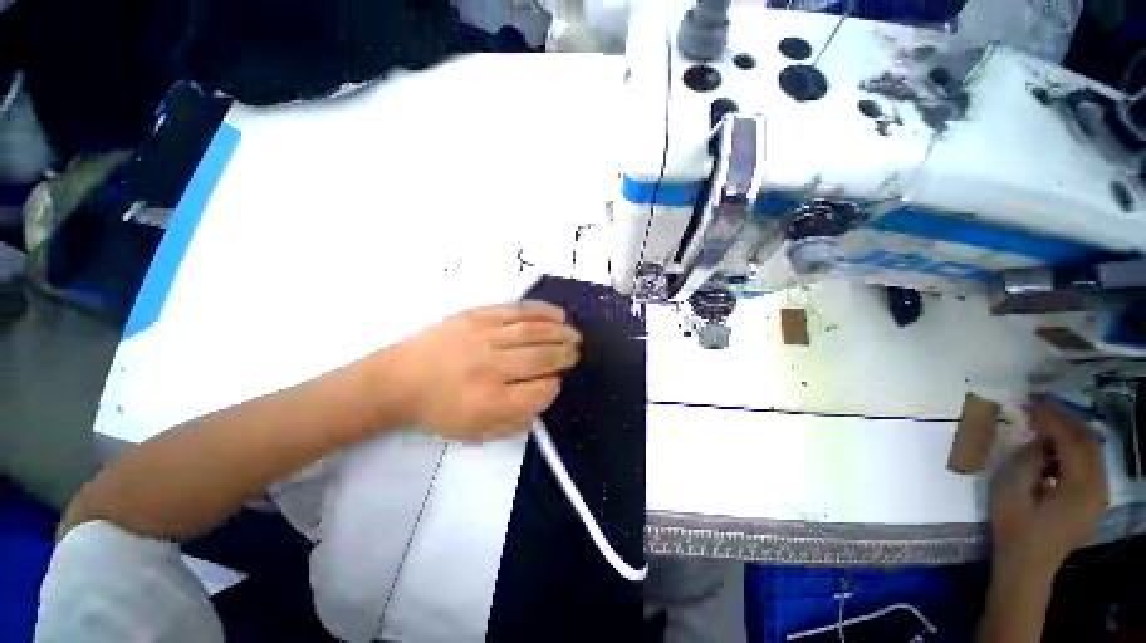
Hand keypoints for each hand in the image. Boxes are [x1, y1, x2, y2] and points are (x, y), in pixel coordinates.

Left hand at [389, 302, 580, 439]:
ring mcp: (483, 337)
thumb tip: (546, 396)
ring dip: (561, 332)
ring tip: (574, 335)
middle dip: (566, 355)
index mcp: (489, 403)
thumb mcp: (476, 433)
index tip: (555, 382)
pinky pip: (517, 310)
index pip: (541, 392)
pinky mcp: (477, 316)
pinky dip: (542, 311)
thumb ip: (516, 422)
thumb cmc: (438, 411)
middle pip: (542, 357)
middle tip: (576, 353)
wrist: (396, 380)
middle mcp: (489, 368)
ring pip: (534, 331)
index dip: (555, 386)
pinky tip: (558, 314)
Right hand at [990, 402, 1107, 575]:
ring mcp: (1098, 498)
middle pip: (1090, 444)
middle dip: (1067, 422)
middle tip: (1042, 408)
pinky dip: (1076, 451)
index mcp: (1078, 488)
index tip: (1033, 402)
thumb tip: (1039, 439)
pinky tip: (1056, 451)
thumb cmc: (1014, 528)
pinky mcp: (1092, 503)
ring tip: (1048, 425)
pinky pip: (1091, 467)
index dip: (1053, 419)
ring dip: (1072, 435)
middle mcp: (1097, 489)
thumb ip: (1028, 461)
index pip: (1071, 442)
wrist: (1026, 567)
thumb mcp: (1011, 491)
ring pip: (1093, 454)